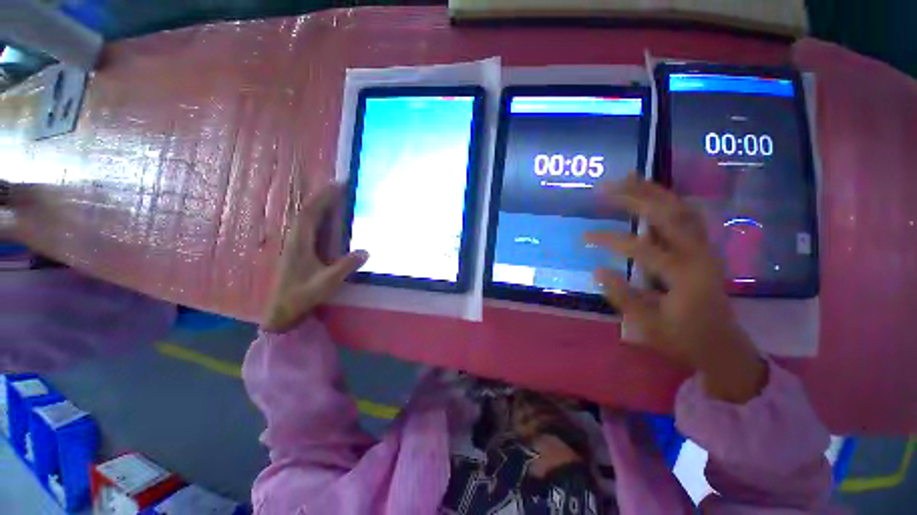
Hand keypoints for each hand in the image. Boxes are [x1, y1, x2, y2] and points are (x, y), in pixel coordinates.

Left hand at [262, 184, 367, 332]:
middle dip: (322, 196)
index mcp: (299, 243)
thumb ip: (345, 267)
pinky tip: (325, 217)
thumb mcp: (327, 282)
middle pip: (307, 211)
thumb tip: (366, 251)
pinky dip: (316, 215)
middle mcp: (295, 239)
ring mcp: (294, 244)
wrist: (282, 310)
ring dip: (318, 204)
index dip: (323, 198)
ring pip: (305, 217)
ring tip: (333, 195)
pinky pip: (307, 225)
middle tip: (339, 185)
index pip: (310, 214)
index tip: (337, 186)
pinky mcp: (297, 249)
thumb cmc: (303, 295)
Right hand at [585, 175, 765, 402]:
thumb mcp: (649, 325)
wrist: (722, 344)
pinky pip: (686, 215)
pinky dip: (667, 200)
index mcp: (685, 275)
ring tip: (627, 178)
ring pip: (680, 209)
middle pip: (668, 214)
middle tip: (606, 186)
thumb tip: (597, 271)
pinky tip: (650, 194)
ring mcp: (704, 247)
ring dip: (653, 191)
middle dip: (635, 197)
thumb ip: (623, 297)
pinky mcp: (702, 247)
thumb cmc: (684, 338)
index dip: (610, 240)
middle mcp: (698, 254)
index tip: (585, 236)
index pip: (642, 248)